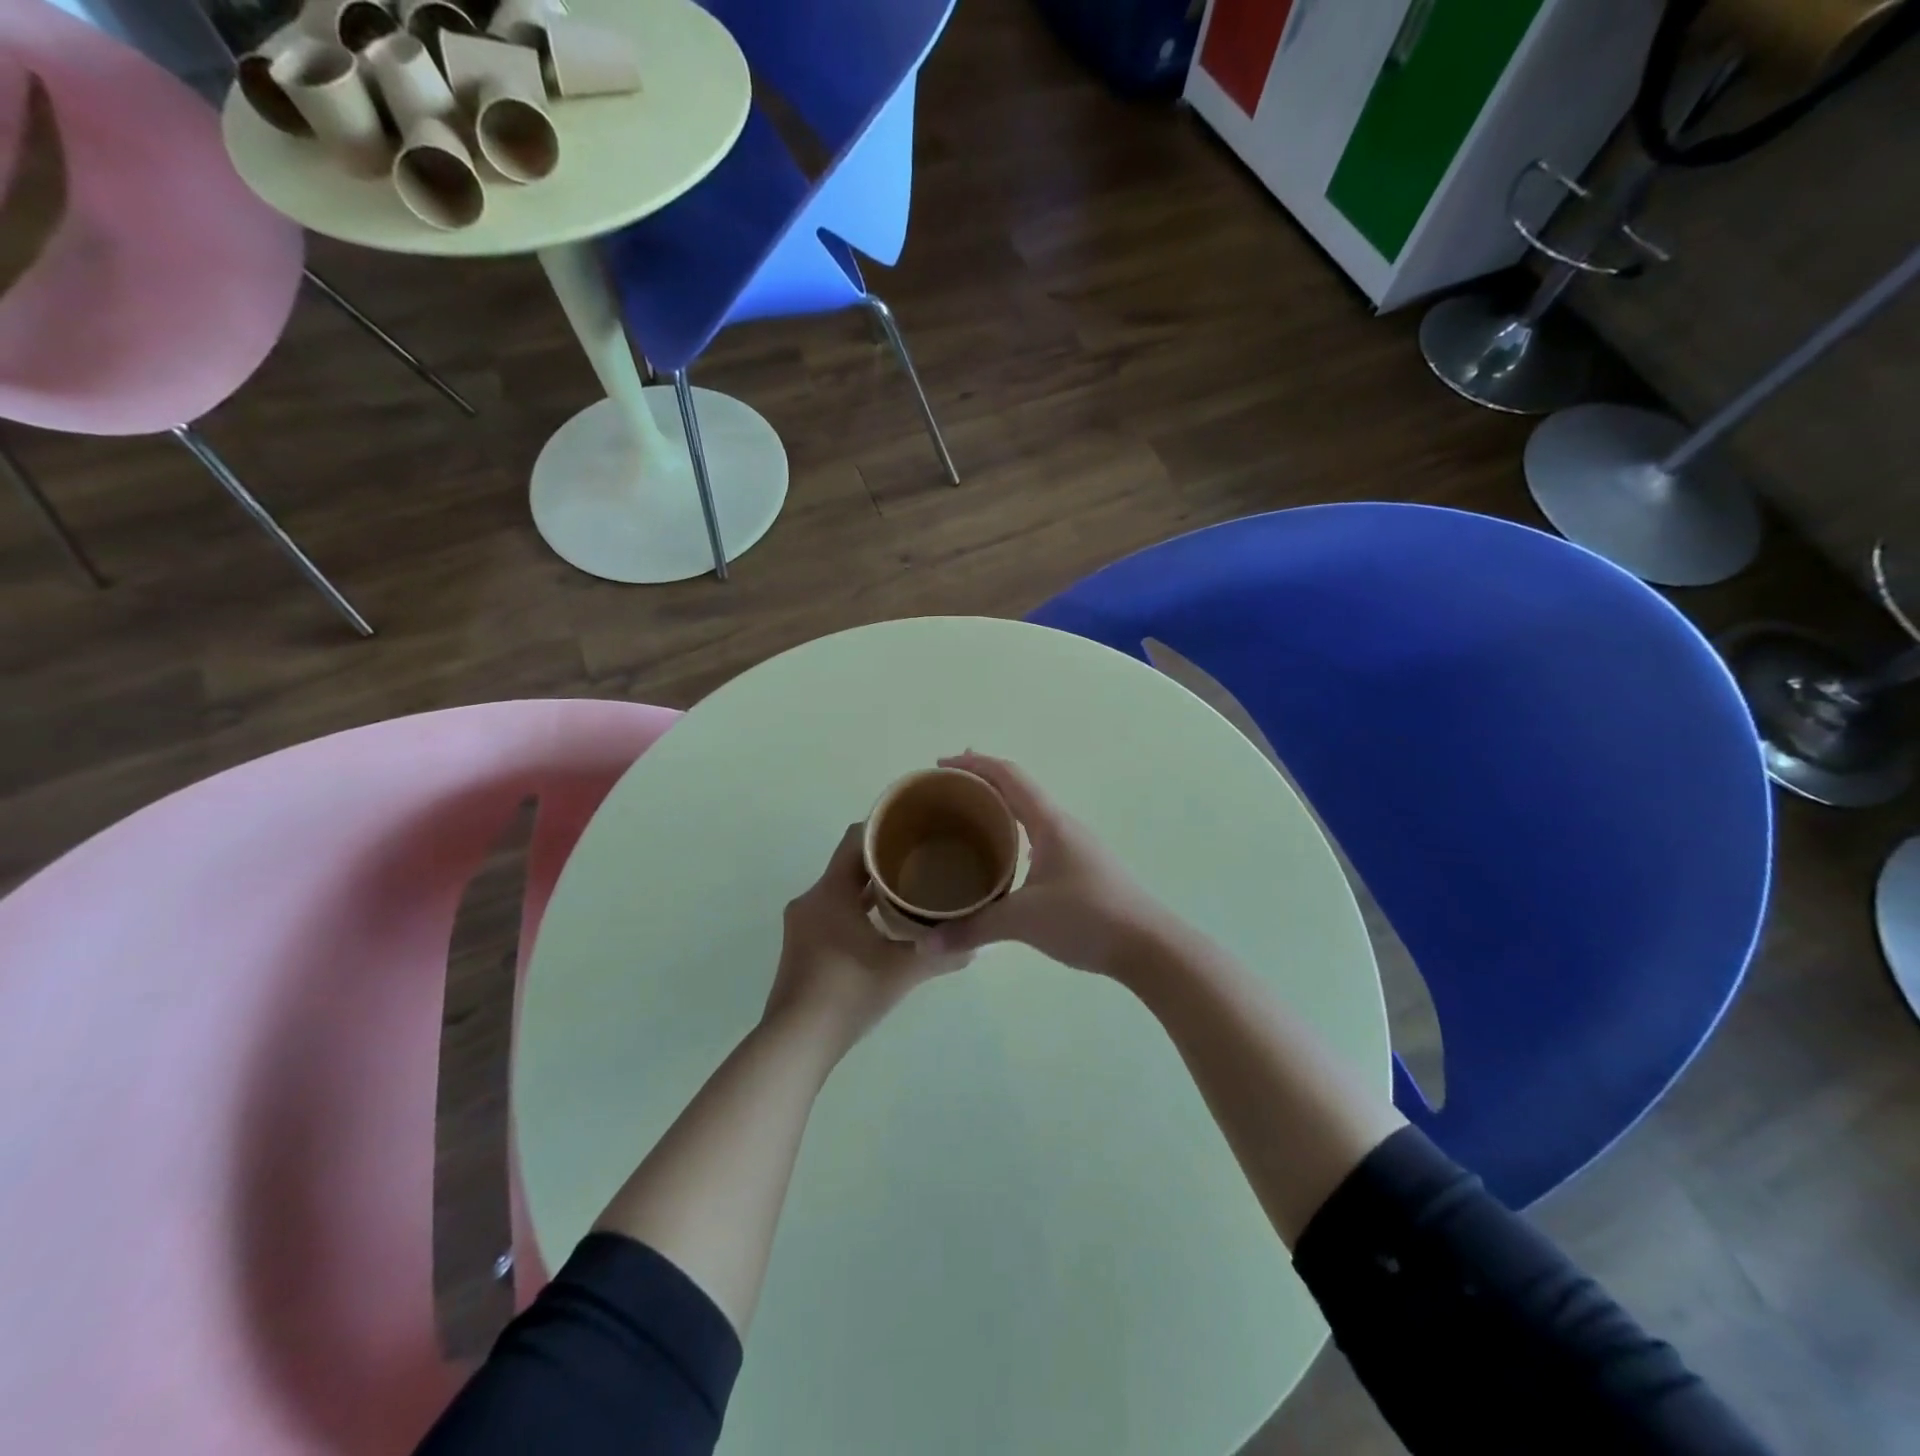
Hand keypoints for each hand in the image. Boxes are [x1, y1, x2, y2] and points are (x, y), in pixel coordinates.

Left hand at [765, 822, 970, 1053]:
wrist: (795, 1044)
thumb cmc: (847, 994)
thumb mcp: (901, 972)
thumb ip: (939, 954)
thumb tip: (978, 946)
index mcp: (830, 892)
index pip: (856, 839)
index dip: (886, 828)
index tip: (917, 828)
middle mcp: (811, 899)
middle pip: (850, 864)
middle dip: (885, 861)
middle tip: (924, 861)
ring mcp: (802, 924)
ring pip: (841, 891)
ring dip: (871, 889)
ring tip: (910, 892)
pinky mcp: (801, 946)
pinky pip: (833, 912)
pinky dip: (857, 911)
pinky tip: (884, 929)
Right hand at [929, 752, 1177, 978]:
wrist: (1148, 945)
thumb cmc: (1086, 918)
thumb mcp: (1023, 921)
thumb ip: (973, 928)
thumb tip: (927, 942)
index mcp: (1049, 822)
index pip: (1008, 776)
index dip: (974, 764)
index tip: (941, 766)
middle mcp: (1062, 826)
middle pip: (1017, 790)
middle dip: (982, 783)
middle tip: (947, 790)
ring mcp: (1074, 846)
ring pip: (1029, 815)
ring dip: (999, 809)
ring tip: (968, 820)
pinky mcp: (1080, 868)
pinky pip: (1037, 837)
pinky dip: (1013, 835)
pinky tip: (1002, 859)